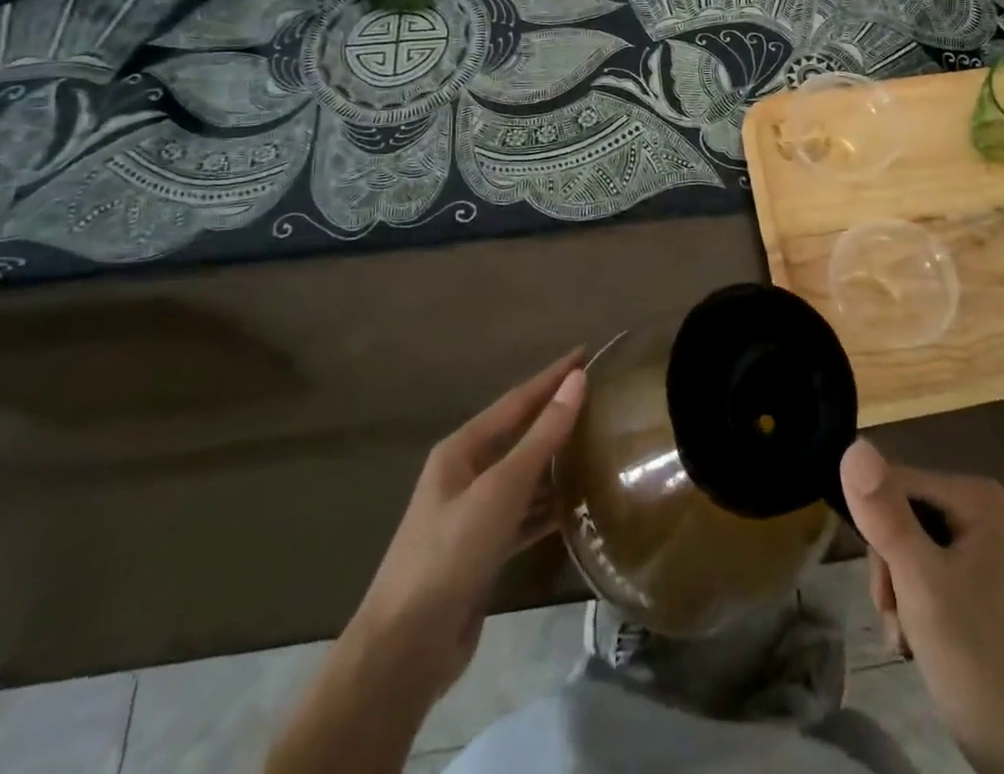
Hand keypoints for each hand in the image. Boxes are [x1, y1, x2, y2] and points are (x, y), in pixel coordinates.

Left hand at [350, 350, 587, 699]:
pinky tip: (577, 503)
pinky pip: (523, 514)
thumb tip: (577, 381)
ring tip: (597, 443)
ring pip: (523, 475)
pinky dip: (548, 505)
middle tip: (599, 395)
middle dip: (555, 414)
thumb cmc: (451, 553)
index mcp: (461, 449)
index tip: (586, 353)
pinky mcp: (482, 551)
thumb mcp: (501, 488)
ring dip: (555, 460)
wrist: (405, 649)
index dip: (552, 377)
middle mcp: (465, 474)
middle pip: (519, 434)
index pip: (517, 400)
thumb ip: (542, 436)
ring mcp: (472, 514)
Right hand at [840, 439, 1003, 773]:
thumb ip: (885, 514)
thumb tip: (853, 445)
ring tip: (909, 637)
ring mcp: (984, 546)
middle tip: (899, 618)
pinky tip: (920, 641)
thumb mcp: (921, 583)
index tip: (889, 589)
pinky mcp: (979, 581)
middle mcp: (983, 509)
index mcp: (978, 496)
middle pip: (900, 514)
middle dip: (890, 569)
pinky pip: (926, 571)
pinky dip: (914, 606)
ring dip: (897, 593)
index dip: (878, 531)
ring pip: (907, 546)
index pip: (894, 483)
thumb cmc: (978, 662)